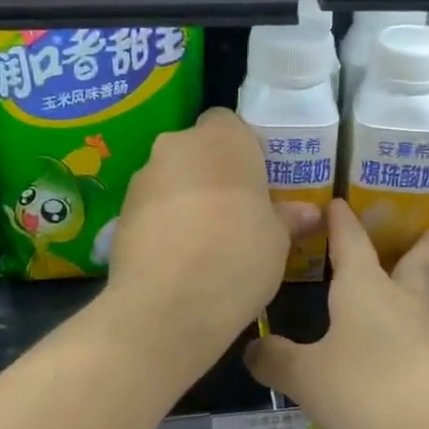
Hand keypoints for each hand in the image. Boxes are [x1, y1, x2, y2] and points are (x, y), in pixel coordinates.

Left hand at [106, 109, 319, 362]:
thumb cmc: (238, 258)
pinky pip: (152, 208)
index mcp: (223, 139)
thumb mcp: (277, 241)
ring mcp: (143, 178)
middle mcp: (177, 145)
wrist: (167, 306)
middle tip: (236, 213)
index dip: (244, 150)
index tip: (256, 184)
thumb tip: (308, 212)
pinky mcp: (120, 212)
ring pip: (172, 178)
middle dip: (214, 174)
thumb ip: (287, 218)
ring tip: (206, 243)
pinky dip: (164, 223)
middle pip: (198, 150)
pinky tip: (179, 259)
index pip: (230, 123)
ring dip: (187, 199)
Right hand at [245, 200, 428, 428]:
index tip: (338, 202)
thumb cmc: (369, 387)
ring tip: (424, 280)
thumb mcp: (308, 377)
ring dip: (426, 284)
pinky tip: (407, 348)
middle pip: (416, 264)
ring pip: (427, 299)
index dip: (341, 222)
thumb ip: (277, 361)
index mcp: (365, 289)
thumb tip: (253, 348)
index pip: (351, 243)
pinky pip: (427, 340)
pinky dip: (418, 333)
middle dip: (426, 243)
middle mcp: (402, 303)